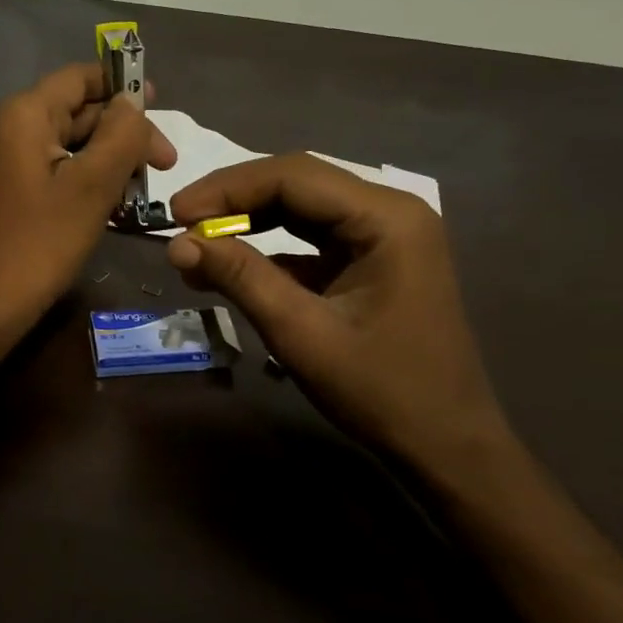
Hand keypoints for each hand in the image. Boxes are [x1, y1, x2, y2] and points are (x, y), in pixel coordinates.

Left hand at [0, 63, 175, 336]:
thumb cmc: (42, 241)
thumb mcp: (93, 184)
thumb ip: (121, 134)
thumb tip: (132, 103)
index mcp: (23, 114)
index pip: (79, 77)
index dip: (123, 87)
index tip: (161, 107)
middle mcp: (5, 125)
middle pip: (75, 111)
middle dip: (121, 134)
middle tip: (164, 166)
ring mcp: (0, 157)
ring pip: (66, 142)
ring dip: (106, 159)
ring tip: (141, 189)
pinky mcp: (2, 186)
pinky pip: (50, 166)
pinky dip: (82, 176)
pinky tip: (112, 203)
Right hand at [166, 153, 514, 481]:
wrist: (446, 446)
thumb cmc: (382, 392)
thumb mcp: (302, 334)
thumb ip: (241, 279)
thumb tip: (177, 244)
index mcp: (386, 218)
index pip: (293, 176)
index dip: (227, 189)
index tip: (176, 212)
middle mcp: (389, 212)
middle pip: (297, 185)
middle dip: (234, 202)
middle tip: (181, 224)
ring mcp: (383, 235)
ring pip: (301, 209)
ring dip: (248, 223)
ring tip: (196, 245)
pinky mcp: (371, 260)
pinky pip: (311, 240)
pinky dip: (269, 250)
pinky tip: (231, 268)